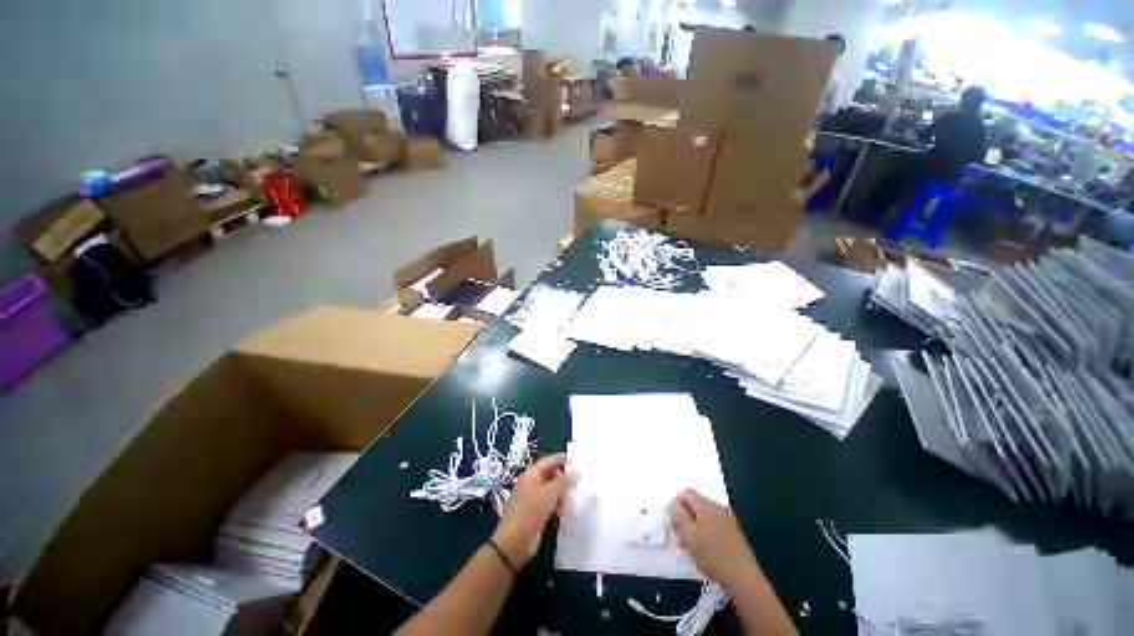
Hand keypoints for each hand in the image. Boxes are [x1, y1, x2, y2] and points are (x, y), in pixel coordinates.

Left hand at [491, 454, 575, 567]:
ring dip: (561, 494)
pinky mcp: (535, 515)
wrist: (514, 543)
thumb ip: (563, 482)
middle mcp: (530, 485)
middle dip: (562, 477)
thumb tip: (575, 471)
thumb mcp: (549, 493)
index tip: (574, 459)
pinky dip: (557, 506)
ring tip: (574, 496)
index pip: (547, 461)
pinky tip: (566, 511)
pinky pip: (549, 506)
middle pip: (549, 476)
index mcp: (531, 475)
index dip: (560, 459)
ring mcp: (532, 500)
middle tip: (578, 479)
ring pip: (550, 492)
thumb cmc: (530, 511)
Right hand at [668, 489, 762, 592]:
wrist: (744, 578)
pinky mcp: (734, 530)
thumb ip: (679, 517)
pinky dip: (705, 530)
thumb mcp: (690, 537)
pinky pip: (714, 523)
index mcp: (706, 506)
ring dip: (694, 524)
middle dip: (685, 516)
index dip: (676, 504)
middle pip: (695, 503)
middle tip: (680, 536)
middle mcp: (718, 507)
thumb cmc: (713, 557)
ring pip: (704, 514)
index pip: (685, 493)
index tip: (673, 523)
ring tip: (691, 545)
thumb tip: (672, 504)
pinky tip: (704, 548)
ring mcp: (728, 518)